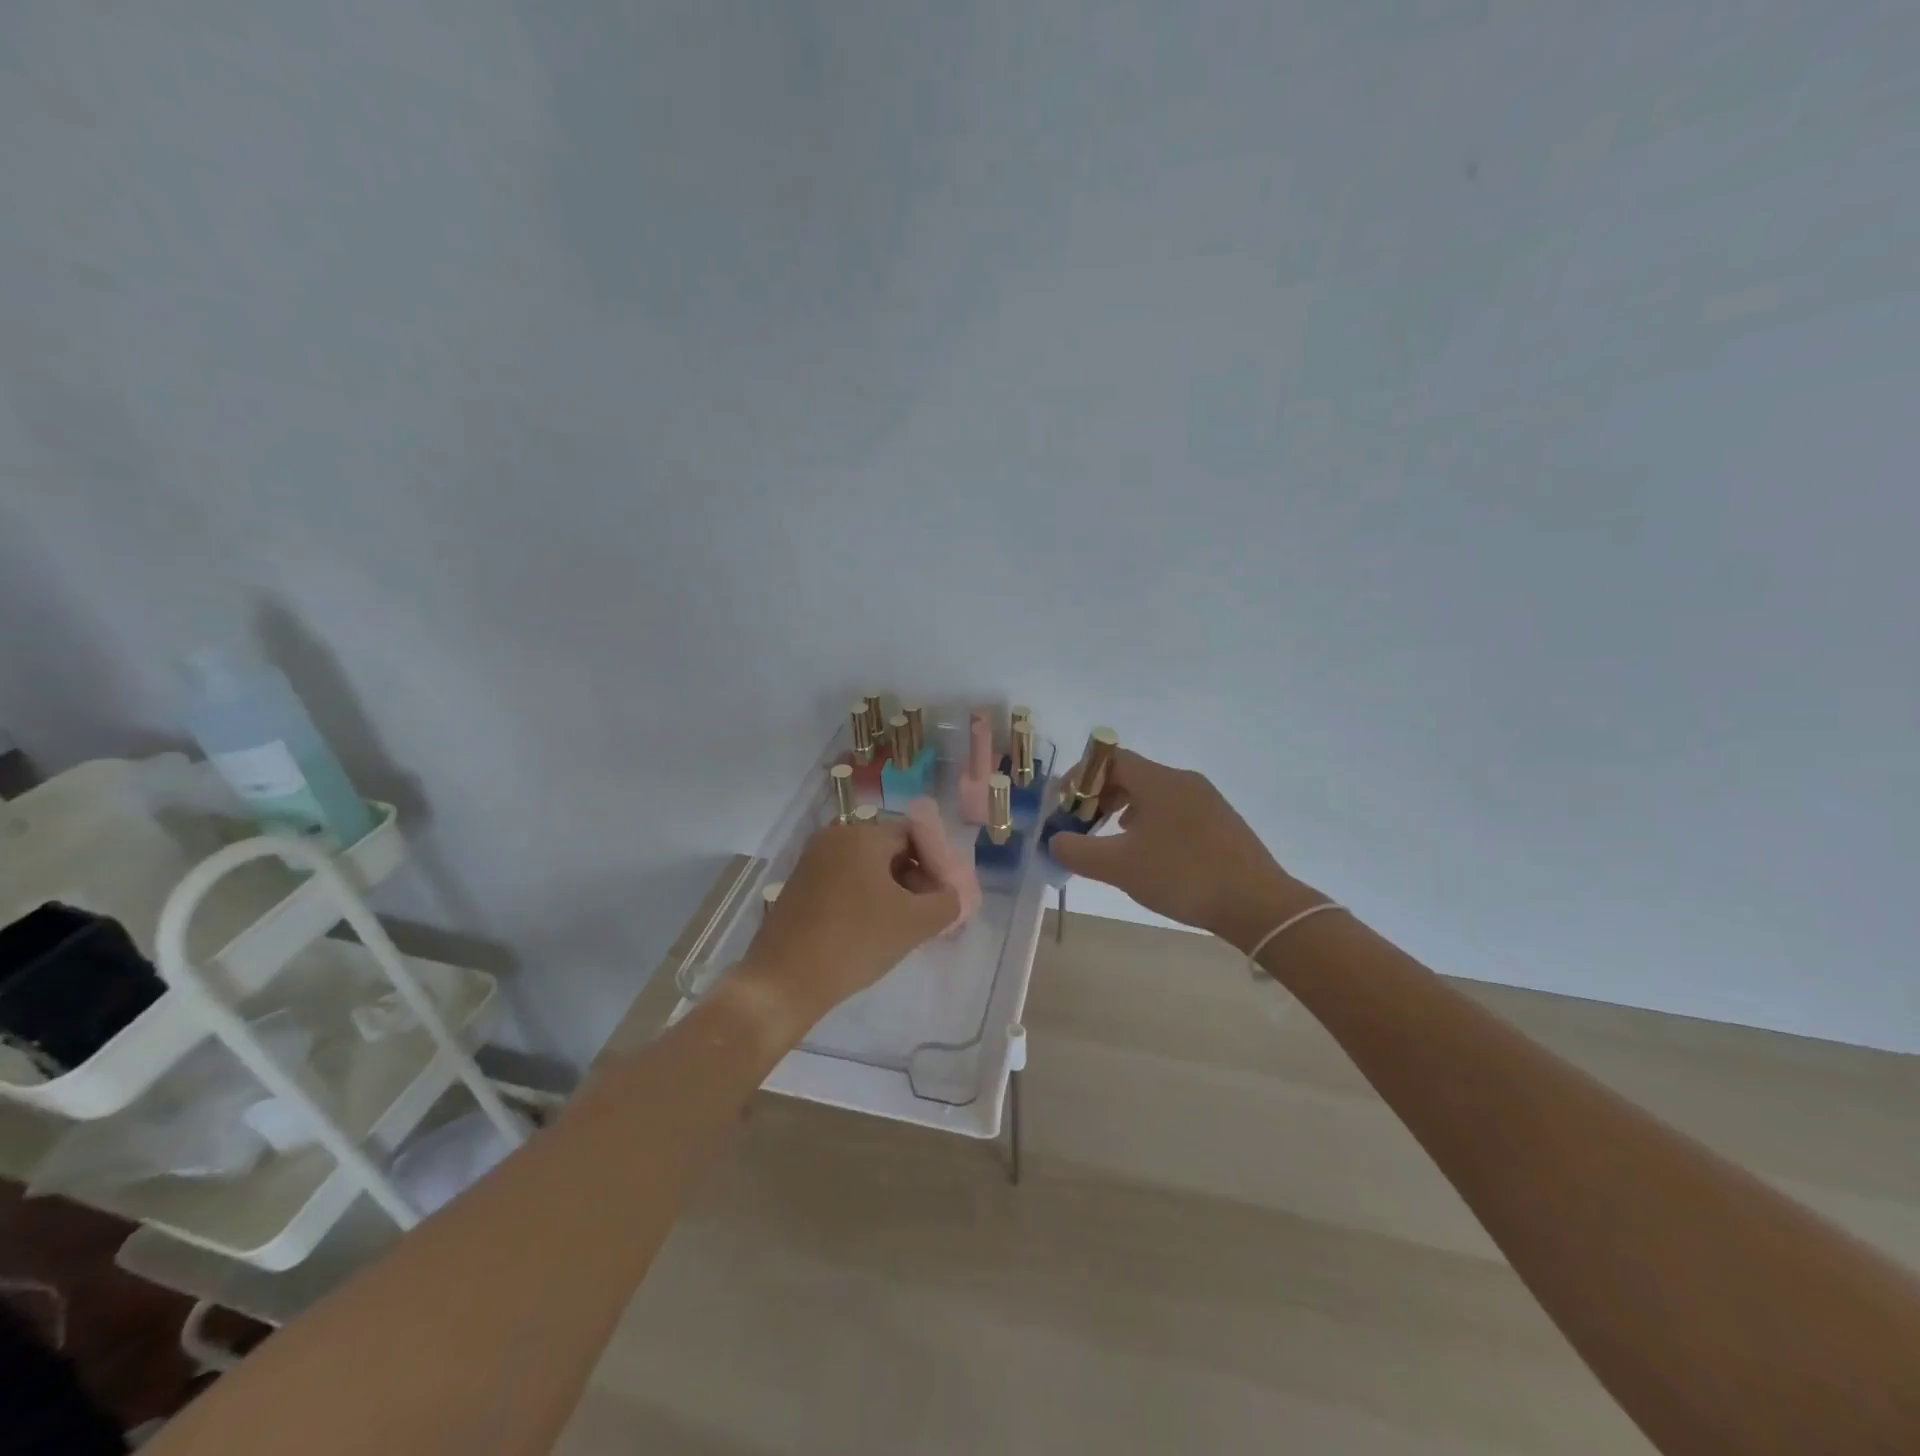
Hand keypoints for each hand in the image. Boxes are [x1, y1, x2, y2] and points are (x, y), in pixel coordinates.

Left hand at [734, 817, 959, 1042]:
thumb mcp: (914, 923)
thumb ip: (946, 902)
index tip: (945, 897)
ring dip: (892, 891)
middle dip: (915, 878)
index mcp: (862, 835)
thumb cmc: (854, 942)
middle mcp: (835, 837)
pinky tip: (872, 930)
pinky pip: (845, 881)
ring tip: (904, 926)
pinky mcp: (799, 886)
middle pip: (890, 849)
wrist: (782, 982)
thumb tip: (951, 896)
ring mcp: (812, 861)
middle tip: (929, 914)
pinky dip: (866, 899)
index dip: (937, 863)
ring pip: (867, 868)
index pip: (915, 834)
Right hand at [1046, 749, 1318, 950]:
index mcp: (1159, 781)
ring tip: (1112, 839)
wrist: (1257, 904)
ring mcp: (1207, 800)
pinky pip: (1175, 809)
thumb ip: (1077, 851)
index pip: (1110, 759)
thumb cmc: (1183, 876)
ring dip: (1125, 809)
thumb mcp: (1120, 867)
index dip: (1081, 778)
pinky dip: (1151, 821)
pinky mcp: (1221, 821)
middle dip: (1100, 796)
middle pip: (1131, 774)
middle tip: (1083, 825)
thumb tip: (1054, 841)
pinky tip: (1150, 852)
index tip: (1065, 805)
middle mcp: (1183, 780)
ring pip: (1154, 793)